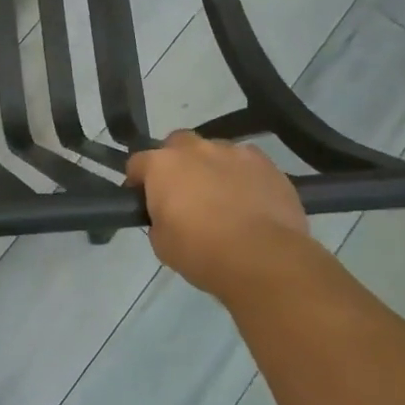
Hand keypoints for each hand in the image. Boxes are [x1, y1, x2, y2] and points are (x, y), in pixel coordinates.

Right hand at [126, 132, 309, 299]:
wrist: (264, 260)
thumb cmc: (202, 252)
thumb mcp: (161, 243)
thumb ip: (158, 218)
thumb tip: (167, 214)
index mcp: (162, 165)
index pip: (138, 163)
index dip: (138, 181)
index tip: (142, 199)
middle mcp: (195, 149)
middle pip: (177, 144)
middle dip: (176, 162)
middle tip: (183, 192)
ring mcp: (233, 152)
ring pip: (214, 151)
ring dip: (211, 167)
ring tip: (221, 197)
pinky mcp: (266, 164)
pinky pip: (246, 163)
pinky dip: (242, 176)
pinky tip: (249, 199)